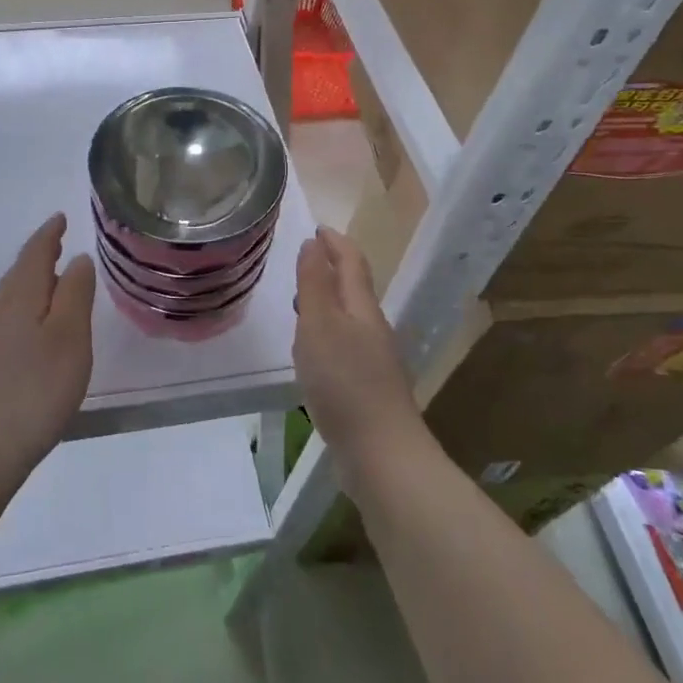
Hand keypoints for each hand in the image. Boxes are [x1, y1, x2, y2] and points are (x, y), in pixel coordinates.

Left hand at [0, 213, 94, 478]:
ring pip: (11, 299)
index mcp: (21, 297)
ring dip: (31, 283)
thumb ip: (75, 295)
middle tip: (56, 242)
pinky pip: (7, 322)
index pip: (35, 253)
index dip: (49, 234)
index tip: (60, 217)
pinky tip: (32, 331)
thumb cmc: (33, 390)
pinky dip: (24, 311)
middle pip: (19, 274)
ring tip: (51, 281)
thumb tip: (77, 259)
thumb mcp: (69, 338)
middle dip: (39, 255)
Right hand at [293, 226, 423, 481]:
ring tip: (300, 302)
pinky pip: (345, 346)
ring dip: (327, 302)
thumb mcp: (320, 325)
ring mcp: (373, 360)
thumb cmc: (345, 382)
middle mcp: (372, 328)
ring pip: (348, 319)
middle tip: (304, 261)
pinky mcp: (367, 388)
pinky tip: (312, 353)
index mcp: (361, 308)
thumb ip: (314, 284)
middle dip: (331, 269)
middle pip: (353, 289)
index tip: (317, 227)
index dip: (335, 242)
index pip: (351, 262)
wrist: (382, 454)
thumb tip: (312, 243)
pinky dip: (327, 335)